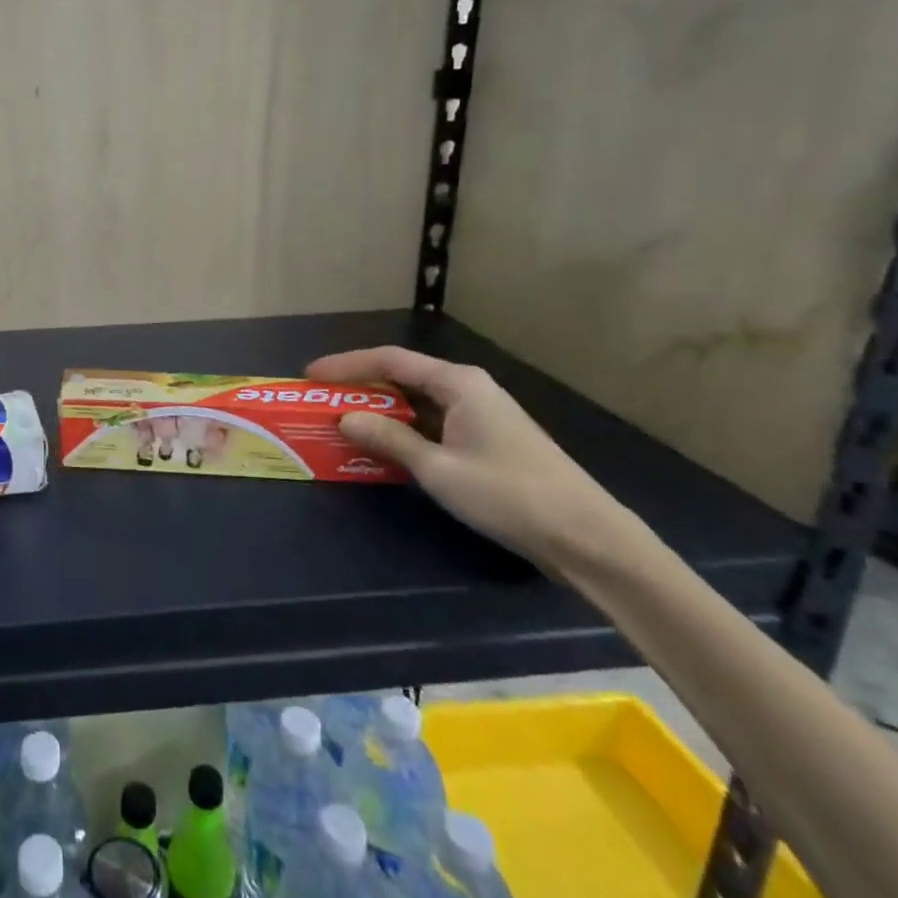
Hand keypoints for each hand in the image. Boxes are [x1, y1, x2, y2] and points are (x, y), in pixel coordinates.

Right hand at [306, 346, 644, 577]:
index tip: (310, 375)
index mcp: (457, 382)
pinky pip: (432, 423)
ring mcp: (481, 414)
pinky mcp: (488, 439)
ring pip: (417, 402)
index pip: (389, 359)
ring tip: (343, 422)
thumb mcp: (437, 468)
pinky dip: (403, 430)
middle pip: (402, 376)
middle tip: (321, 401)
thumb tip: (344, 418)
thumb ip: (387, 439)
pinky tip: (384, 447)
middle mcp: (468, 388)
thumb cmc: (507, 494)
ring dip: (381, 411)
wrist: (587, 538)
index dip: (346, 365)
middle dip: (360, 387)